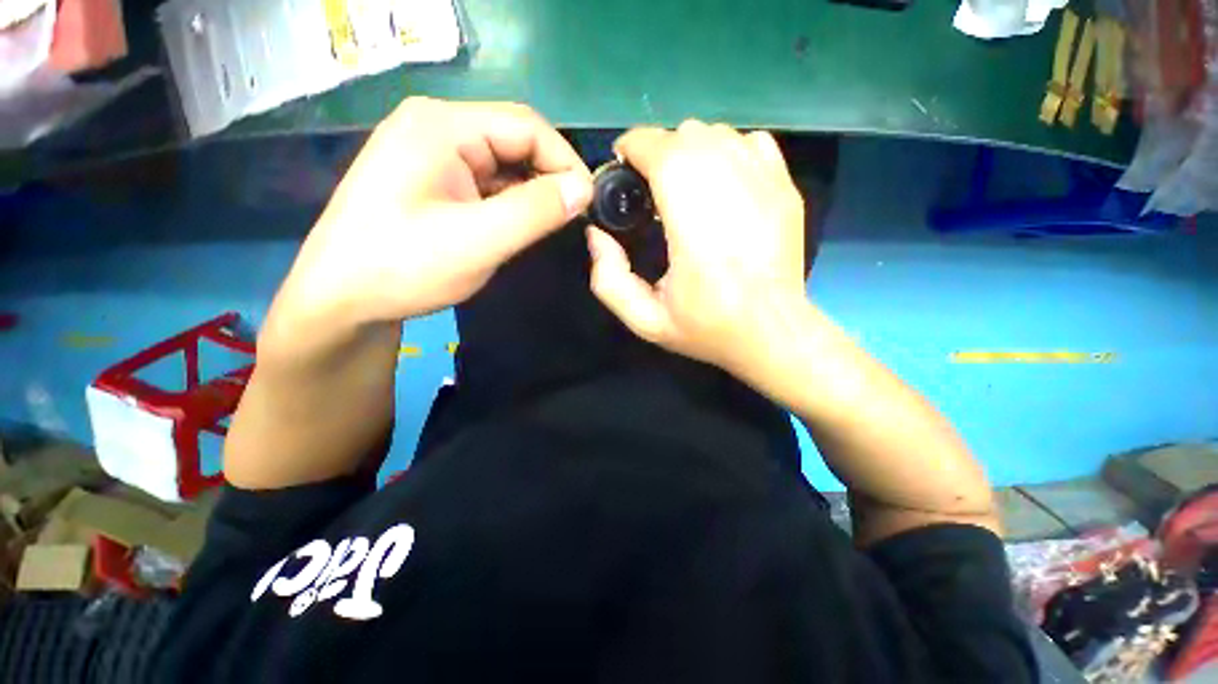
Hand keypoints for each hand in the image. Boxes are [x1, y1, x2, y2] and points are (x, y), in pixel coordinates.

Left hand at [274, 98, 592, 331]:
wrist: (342, 299)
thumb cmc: (404, 267)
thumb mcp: (478, 241)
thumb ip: (534, 211)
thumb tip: (583, 189)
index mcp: (441, 126)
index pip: (526, 126)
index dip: (565, 161)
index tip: (588, 203)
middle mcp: (436, 127)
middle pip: (514, 140)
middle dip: (549, 178)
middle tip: (571, 218)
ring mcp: (431, 153)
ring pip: (503, 164)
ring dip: (530, 193)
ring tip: (548, 226)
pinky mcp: (432, 180)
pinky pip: (486, 182)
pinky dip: (510, 202)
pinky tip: (517, 226)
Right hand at [588, 121, 806, 372]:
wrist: (773, 333)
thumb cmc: (707, 328)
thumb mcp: (645, 320)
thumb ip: (609, 279)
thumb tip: (596, 235)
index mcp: (693, 223)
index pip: (659, 149)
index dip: (632, 148)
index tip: (621, 169)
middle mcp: (732, 189)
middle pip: (686, 135)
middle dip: (658, 152)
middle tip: (650, 189)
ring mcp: (766, 183)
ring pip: (717, 134)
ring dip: (690, 152)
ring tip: (683, 188)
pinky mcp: (785, 187)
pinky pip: (749, 143)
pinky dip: (726, 152)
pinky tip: (720, 185)